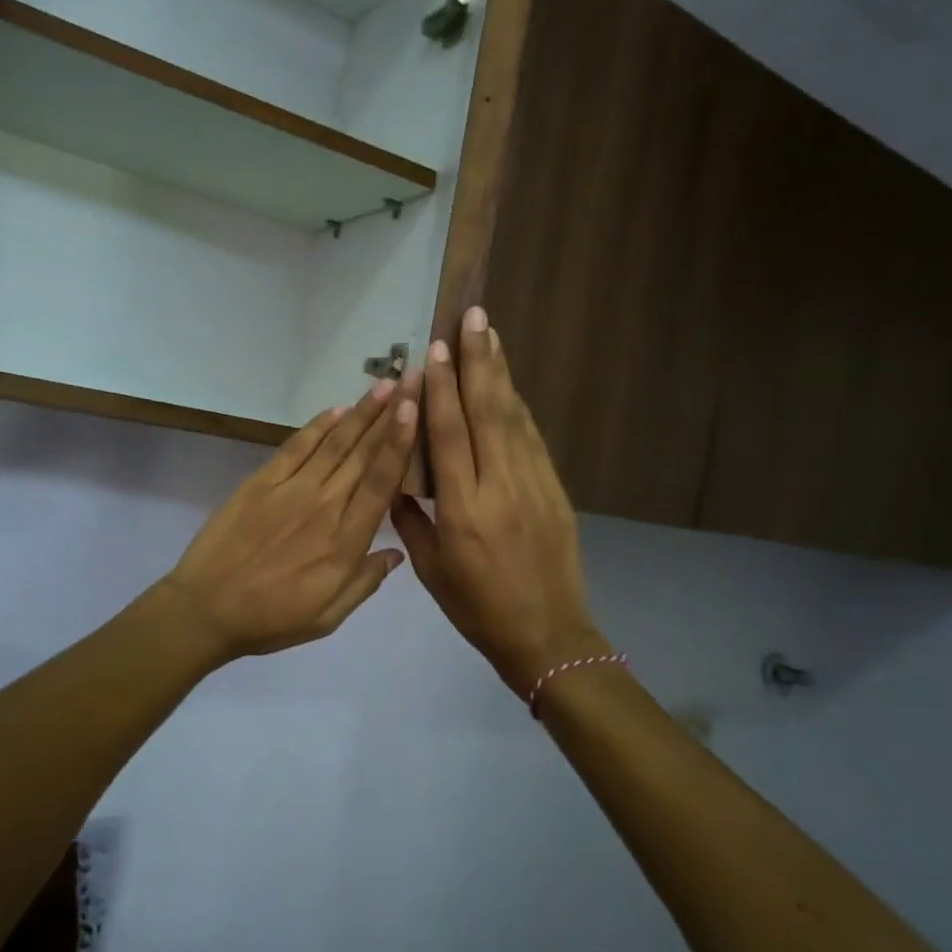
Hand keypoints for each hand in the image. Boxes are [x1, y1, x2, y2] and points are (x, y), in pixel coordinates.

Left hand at [163, 372, 421, 659]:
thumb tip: (397, 552)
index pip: (381, 482)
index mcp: (345, 542)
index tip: (417, 410)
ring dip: (361, 412)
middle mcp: (324, 507)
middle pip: (363, 454)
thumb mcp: (328, 617)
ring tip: (384, 385)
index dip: (401, 443)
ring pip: (334, 444)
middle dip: (391, 415)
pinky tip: (337, 410)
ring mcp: (290, 490)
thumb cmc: (271, 619)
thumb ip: (365, 582)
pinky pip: (296, 447)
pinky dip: (317, 426)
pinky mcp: (261, 482)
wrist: (206, 608)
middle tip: (412, 380)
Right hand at [391, 308, 607, 699]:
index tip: (433, 350)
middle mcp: (500, 488)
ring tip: (491, 334)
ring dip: (501, 373)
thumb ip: (410, 519)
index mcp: (462, 511)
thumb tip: (397, 477)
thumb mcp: (430, 570)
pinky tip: (509, 385)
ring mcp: (534, 486)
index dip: (440, 389)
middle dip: (478, 361)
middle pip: (488, 412)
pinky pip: (532, 439)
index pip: (449, 436)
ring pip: (514, 418)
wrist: (547, 634)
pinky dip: (518, 407)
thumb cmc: (477, 608)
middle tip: (472, 317)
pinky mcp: (555, 490)